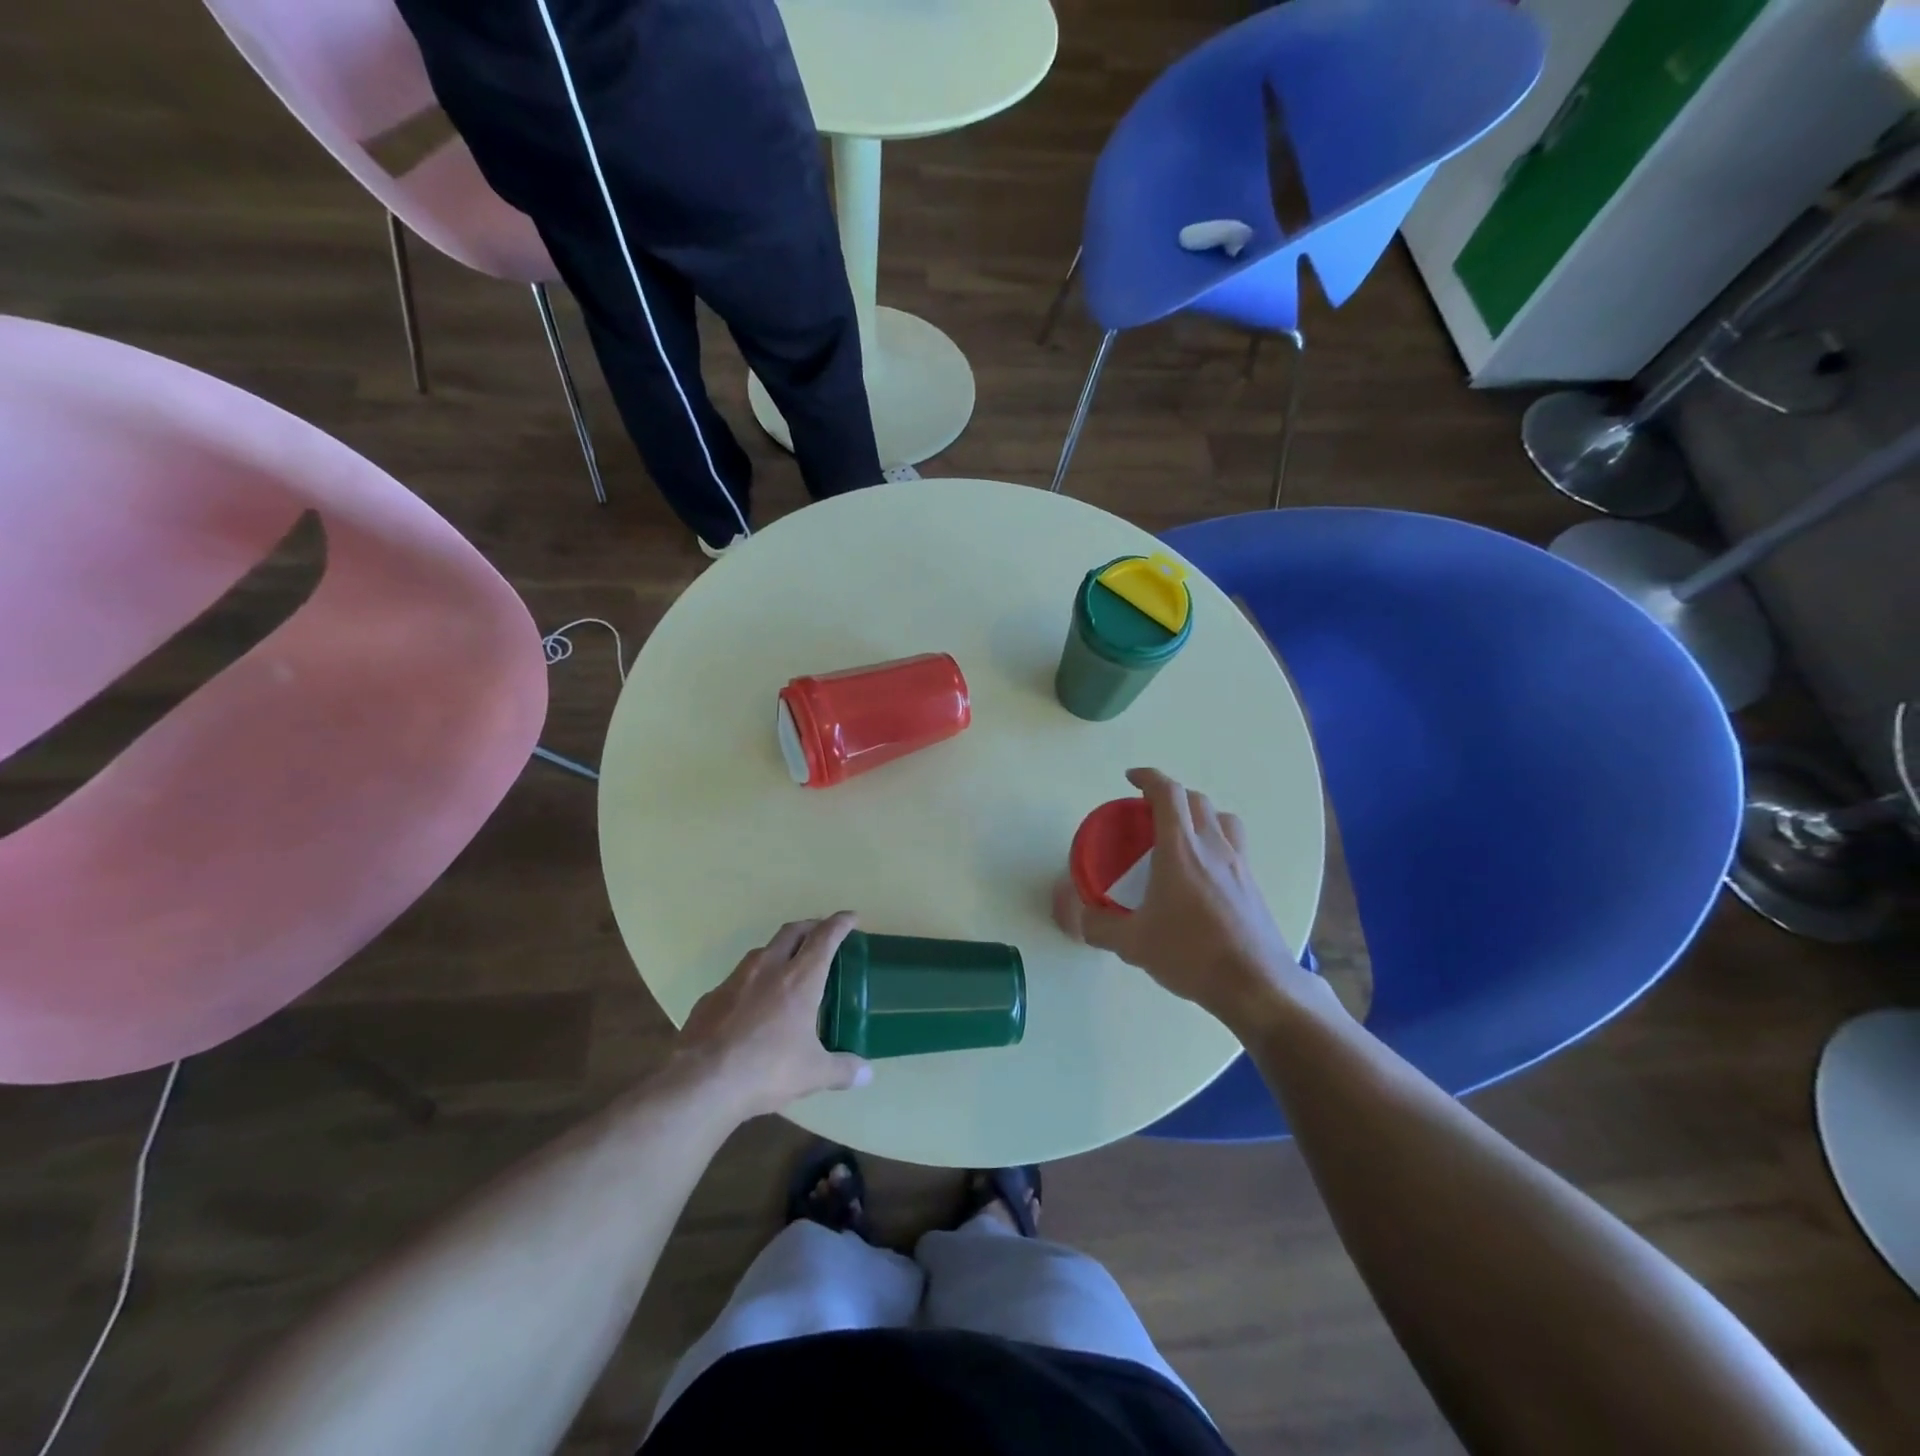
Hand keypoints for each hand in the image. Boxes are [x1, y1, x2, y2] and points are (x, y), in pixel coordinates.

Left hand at [675, 914, 872, 1118]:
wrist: (702, 1083)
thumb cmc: (768, 1070)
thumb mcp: (813, 1074)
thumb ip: (842, 1070)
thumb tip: (867, 1075)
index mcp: (800, 979)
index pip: (824, 937)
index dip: (840, 923)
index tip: (851, 917)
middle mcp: (768, 969)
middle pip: (792, 931)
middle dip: (810, 926)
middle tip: (821, 932)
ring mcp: (735, 980)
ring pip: (762, 951)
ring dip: (779, 950)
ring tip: (787, 966)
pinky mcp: (710, 998)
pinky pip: (737, 979)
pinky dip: (752, 981)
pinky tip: (751, 1003)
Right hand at [1054, 768, 1310, 1031]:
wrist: (1255, 984)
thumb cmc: (1191, 953)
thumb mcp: (1133, 943)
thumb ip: (1099, 926)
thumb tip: (1078, 917)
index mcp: (1181, 849)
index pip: (1167, 793)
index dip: (1148, 777)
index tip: (1131, 778)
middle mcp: (1213, 847)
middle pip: (1196, 800)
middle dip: (1170, 796)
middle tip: (1149, 812)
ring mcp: (1239, 864)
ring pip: (1222, 819)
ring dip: (1199, 815)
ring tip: (1181, 834)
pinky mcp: (1253, 885)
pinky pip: (1234, 845)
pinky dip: (1216, 842)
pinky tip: (1203, 873)